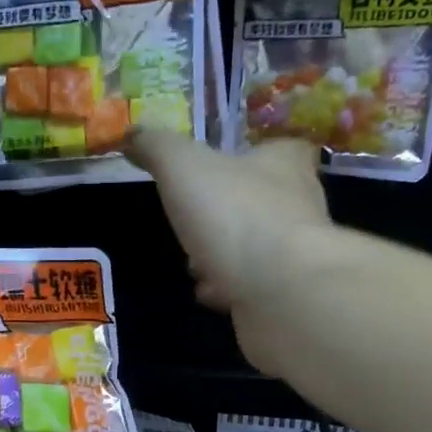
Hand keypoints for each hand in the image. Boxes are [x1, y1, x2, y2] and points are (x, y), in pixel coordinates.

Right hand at [127, 131, 332, 371]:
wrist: (280, 292)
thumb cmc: (235, 215)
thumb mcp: (183, 168)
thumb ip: (157, 148)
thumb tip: (132, 135)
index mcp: (284, 164)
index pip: (280, 148)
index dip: (253, 154)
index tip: (224, 167)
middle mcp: (299, 205)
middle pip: (262, 200)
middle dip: (226, 212)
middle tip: (194, 221)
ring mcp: (295, 255)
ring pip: (256, 247)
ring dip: (224, 254)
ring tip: (195, 263)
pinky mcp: (286, 296)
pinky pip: (253, 286)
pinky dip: (230, 290)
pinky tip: (210, 295)